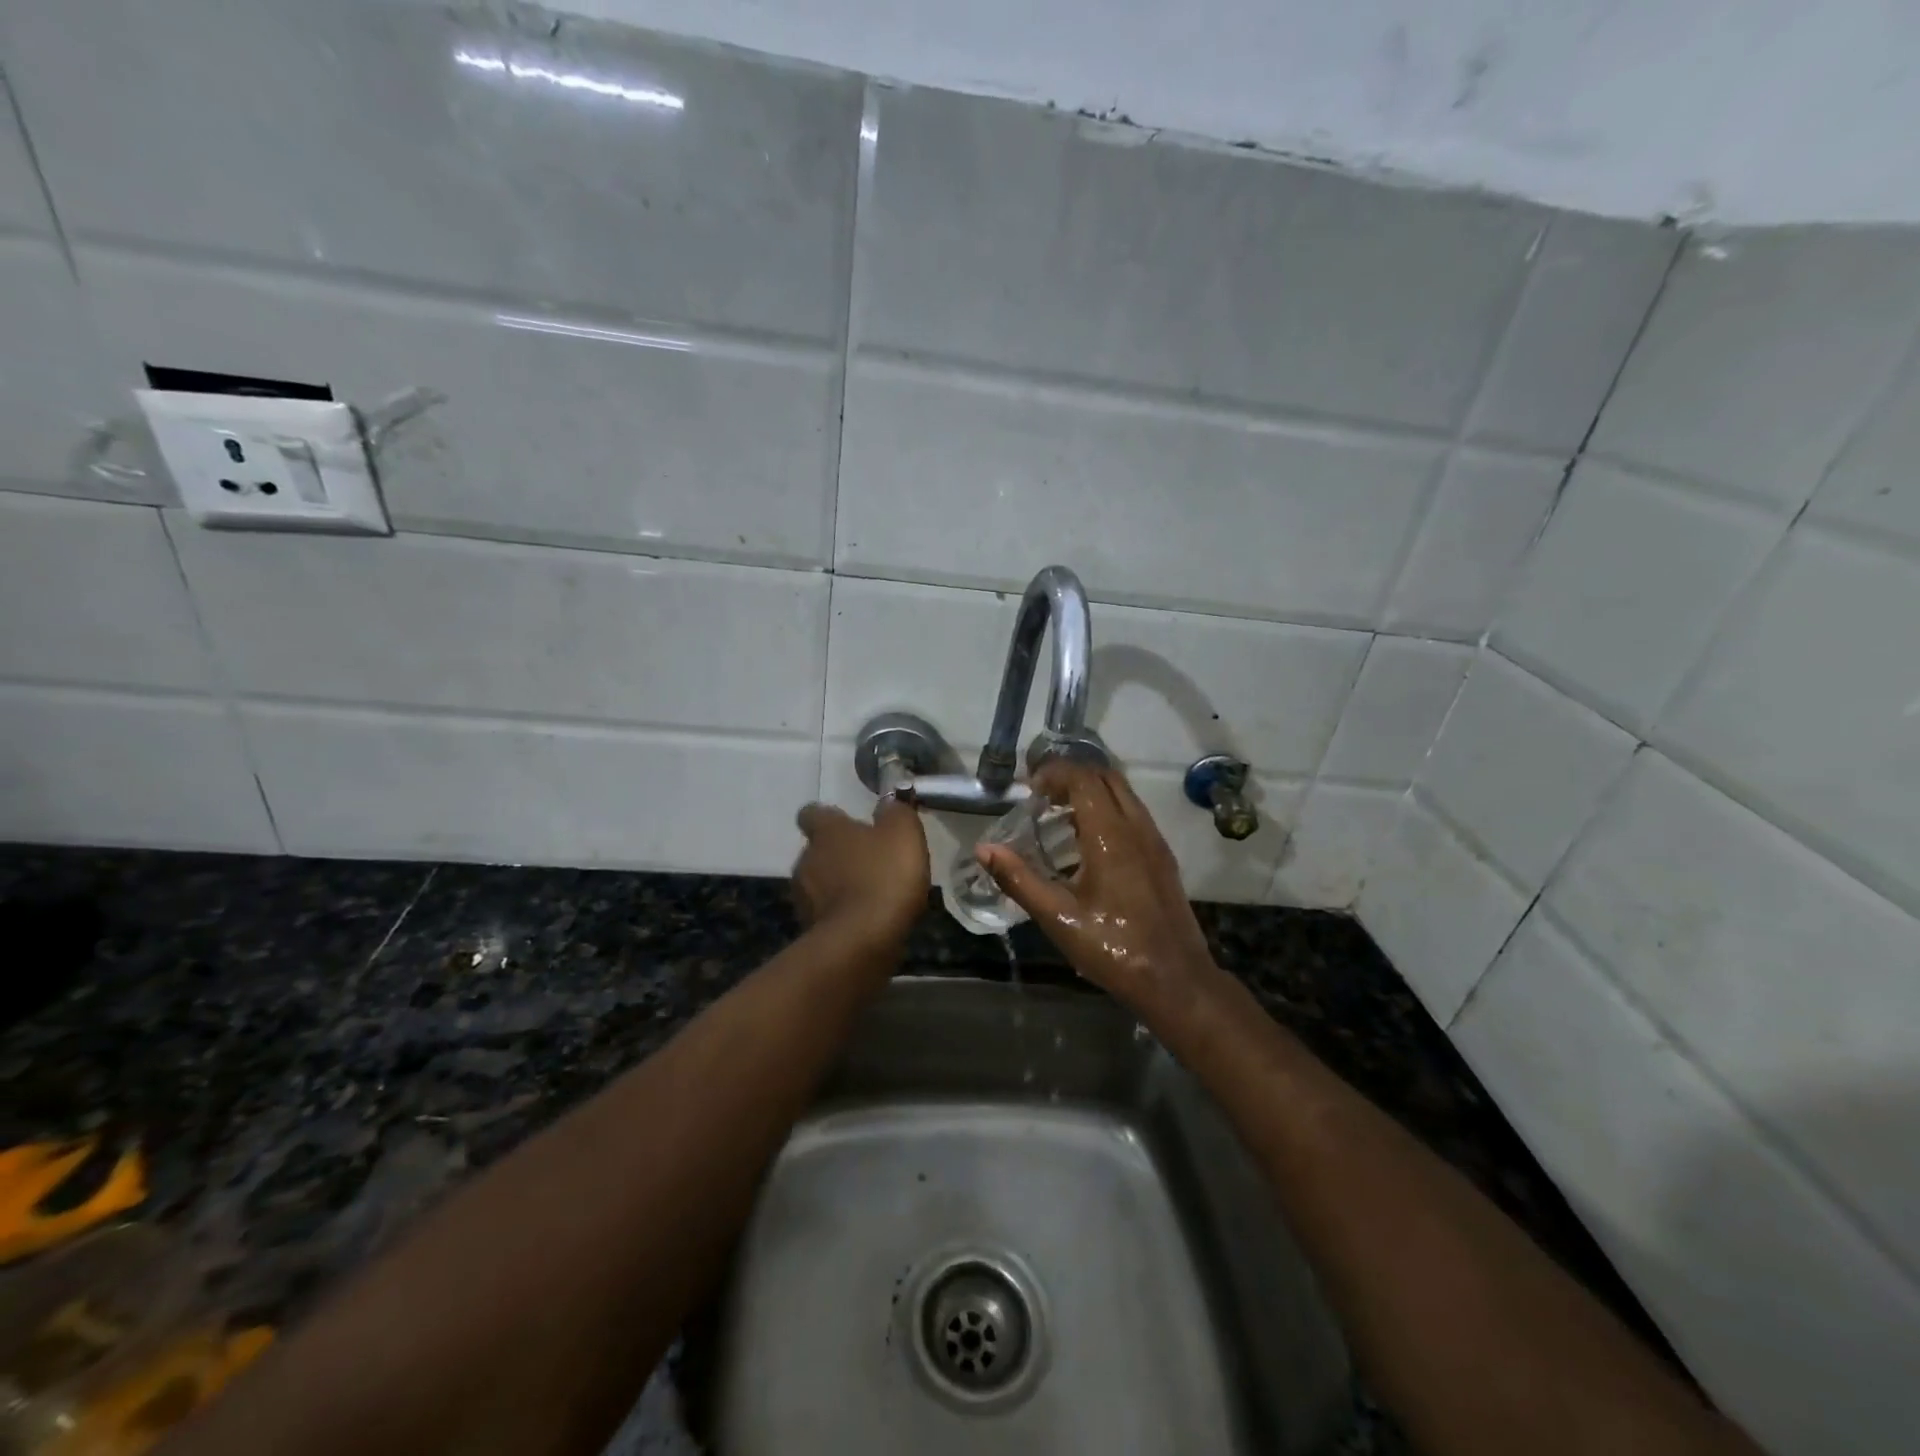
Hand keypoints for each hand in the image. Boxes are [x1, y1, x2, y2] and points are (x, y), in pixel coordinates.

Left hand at [792, 799, 930, 950]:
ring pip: (819, 883)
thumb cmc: (884, 877)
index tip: (846, 822)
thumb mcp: (903, 833)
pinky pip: (827, 914)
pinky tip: (866, 921)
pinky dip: (842, 914)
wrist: (861, 942)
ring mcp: (804, 898)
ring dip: (838, 886)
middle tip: (868, 861)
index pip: (812, 813)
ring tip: (870, 894)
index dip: (828, 817)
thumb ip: (896, 812)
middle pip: (817, 850)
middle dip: (838, 854)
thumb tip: (887, 803)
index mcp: (826, 832)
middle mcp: (806, 859)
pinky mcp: (810, 930)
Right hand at [979, 763, 1218, 1013]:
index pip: (1083, 779)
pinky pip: (1134, 813)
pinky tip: (1087, 842)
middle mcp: (1137, 828)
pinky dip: (1108, 809)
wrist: (1175, 980)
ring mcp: (1155, 841)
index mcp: (1110, 836)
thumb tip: (984, 849)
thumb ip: (1019, 879)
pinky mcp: (1162, 856)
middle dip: (1072, 776)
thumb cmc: (1112, 948)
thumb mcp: (1058, 917)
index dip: (1055, 773)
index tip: (1030, 789)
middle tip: (1042, 796)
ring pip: (1124, 793)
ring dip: (1091, 791)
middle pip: (1106, 777)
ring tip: (1059, 814)